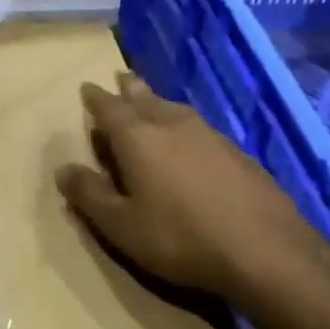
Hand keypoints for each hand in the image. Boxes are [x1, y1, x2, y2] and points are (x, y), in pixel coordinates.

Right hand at [55, 73, 329, 328]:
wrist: (266, 251)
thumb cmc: (180, 238)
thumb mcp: (121, 225)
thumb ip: (90, 195)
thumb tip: (63, 168)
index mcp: (139, 138)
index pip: (110, 108)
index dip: (96, 98)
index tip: (87, 87)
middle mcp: (173, 125)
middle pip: (146, 99)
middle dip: (130, 89)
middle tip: (121, 77)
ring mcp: (210, 136)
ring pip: (175, 110)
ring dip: (158, 103)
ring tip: (151, 102)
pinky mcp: (238, 154)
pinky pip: (200, 127)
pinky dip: (184, 125)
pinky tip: (190, 140)